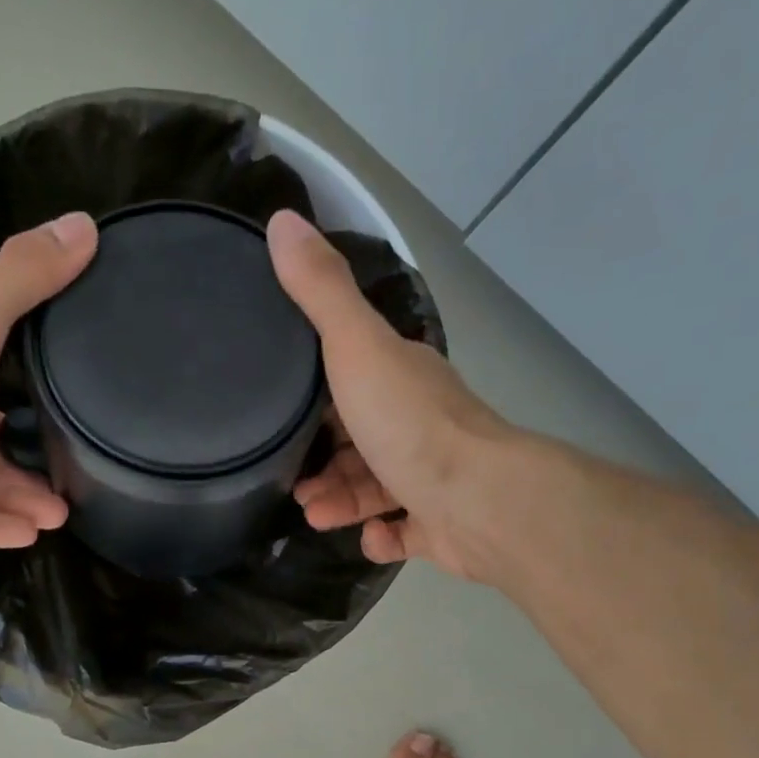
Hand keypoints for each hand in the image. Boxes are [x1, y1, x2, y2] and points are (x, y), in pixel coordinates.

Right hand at [267, 210, 514, 580]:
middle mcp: (420, 426)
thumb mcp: (358, 348)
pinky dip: (382, 536)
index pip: (354, 377)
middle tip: (291, 481)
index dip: (317, 393)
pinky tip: (369, 537)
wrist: (478, 501)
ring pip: (377, 489)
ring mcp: (433, 479)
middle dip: (323, 460)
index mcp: (402, 379)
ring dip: (342, 501)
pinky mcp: (440, 526)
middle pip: (361, 440)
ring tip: (313, 514)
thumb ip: (321, 293)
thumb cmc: (412, 425)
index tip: (280, 411)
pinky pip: (404, 532)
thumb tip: (283, 220)